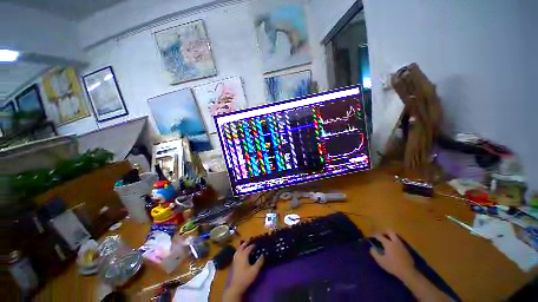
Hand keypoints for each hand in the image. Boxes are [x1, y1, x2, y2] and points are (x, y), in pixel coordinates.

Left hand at [228, 241, 264, 295]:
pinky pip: (236, 253)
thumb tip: (263, 254)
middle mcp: (239, 255)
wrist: (236, 286)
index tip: (257, 244)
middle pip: (242, 246)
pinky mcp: (234, 263)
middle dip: (246, 243)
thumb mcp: (255, 270)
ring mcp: (235, 259)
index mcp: (244, 255)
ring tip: (245, 244)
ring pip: (238, 249)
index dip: (253, 245)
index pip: (248, 248)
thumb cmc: (246, 277)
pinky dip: (239, 250)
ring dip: (241, 246)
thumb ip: (259, 262)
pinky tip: (240, 252)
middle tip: (250, 239)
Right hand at [369, 231, 415, 279]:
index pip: (379, 235)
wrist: (408, 272)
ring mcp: (402, 245)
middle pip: (390, 232)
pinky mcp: (406, 250)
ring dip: (390, 237)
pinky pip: (399, 242)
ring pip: (395, 237)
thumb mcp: (381, 261)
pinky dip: (395, 243)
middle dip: (384, 232)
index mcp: (388, 243)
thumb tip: (372, 248)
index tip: (371, 236)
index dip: (374, 235)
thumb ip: (374, 253)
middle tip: (380, 236)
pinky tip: (393, 248)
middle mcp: (395, 241)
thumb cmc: (393, 266)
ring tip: (386, 242)